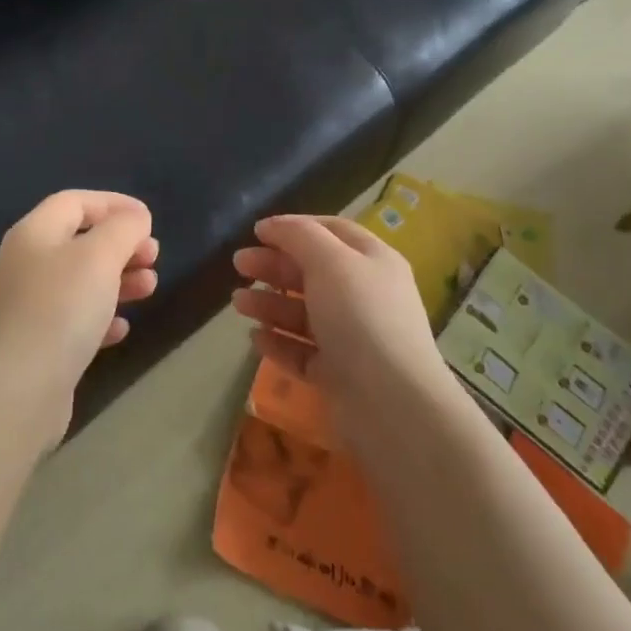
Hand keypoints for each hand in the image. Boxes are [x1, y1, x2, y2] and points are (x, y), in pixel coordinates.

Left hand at [0, 190, 158, 444]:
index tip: (148, 219)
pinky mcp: (36, 346)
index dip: (113, 204)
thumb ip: (123, 228)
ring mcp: (28, 307)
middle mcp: (27, 264)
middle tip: (153, 257)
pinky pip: (74, 320)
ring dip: (118, 280)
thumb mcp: (100, 256)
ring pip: (81, 282)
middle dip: (121, 245)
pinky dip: (101, 318)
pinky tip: (121, 329)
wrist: (16, 391)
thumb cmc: (60, 309)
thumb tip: (135, 217)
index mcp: (35, 233)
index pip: (75, 202)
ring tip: (150, 288)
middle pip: (79, 241)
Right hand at [231, 214, 450, 450]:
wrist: (392, 405)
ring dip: (270, 303)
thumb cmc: (360, 317)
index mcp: (373, 261)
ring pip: (305, 313)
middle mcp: (366, 296)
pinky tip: (255, 338)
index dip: (295, 227)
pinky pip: (304, 351)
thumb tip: (271, 225)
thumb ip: (298, 235)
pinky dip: (280, 342)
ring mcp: (354, 338)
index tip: (258, 231)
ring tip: (238, 303)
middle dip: (274, 265)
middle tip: (238, 264)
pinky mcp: (341, 376)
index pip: (332, 231)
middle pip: (313, 271)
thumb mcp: (329, 261)